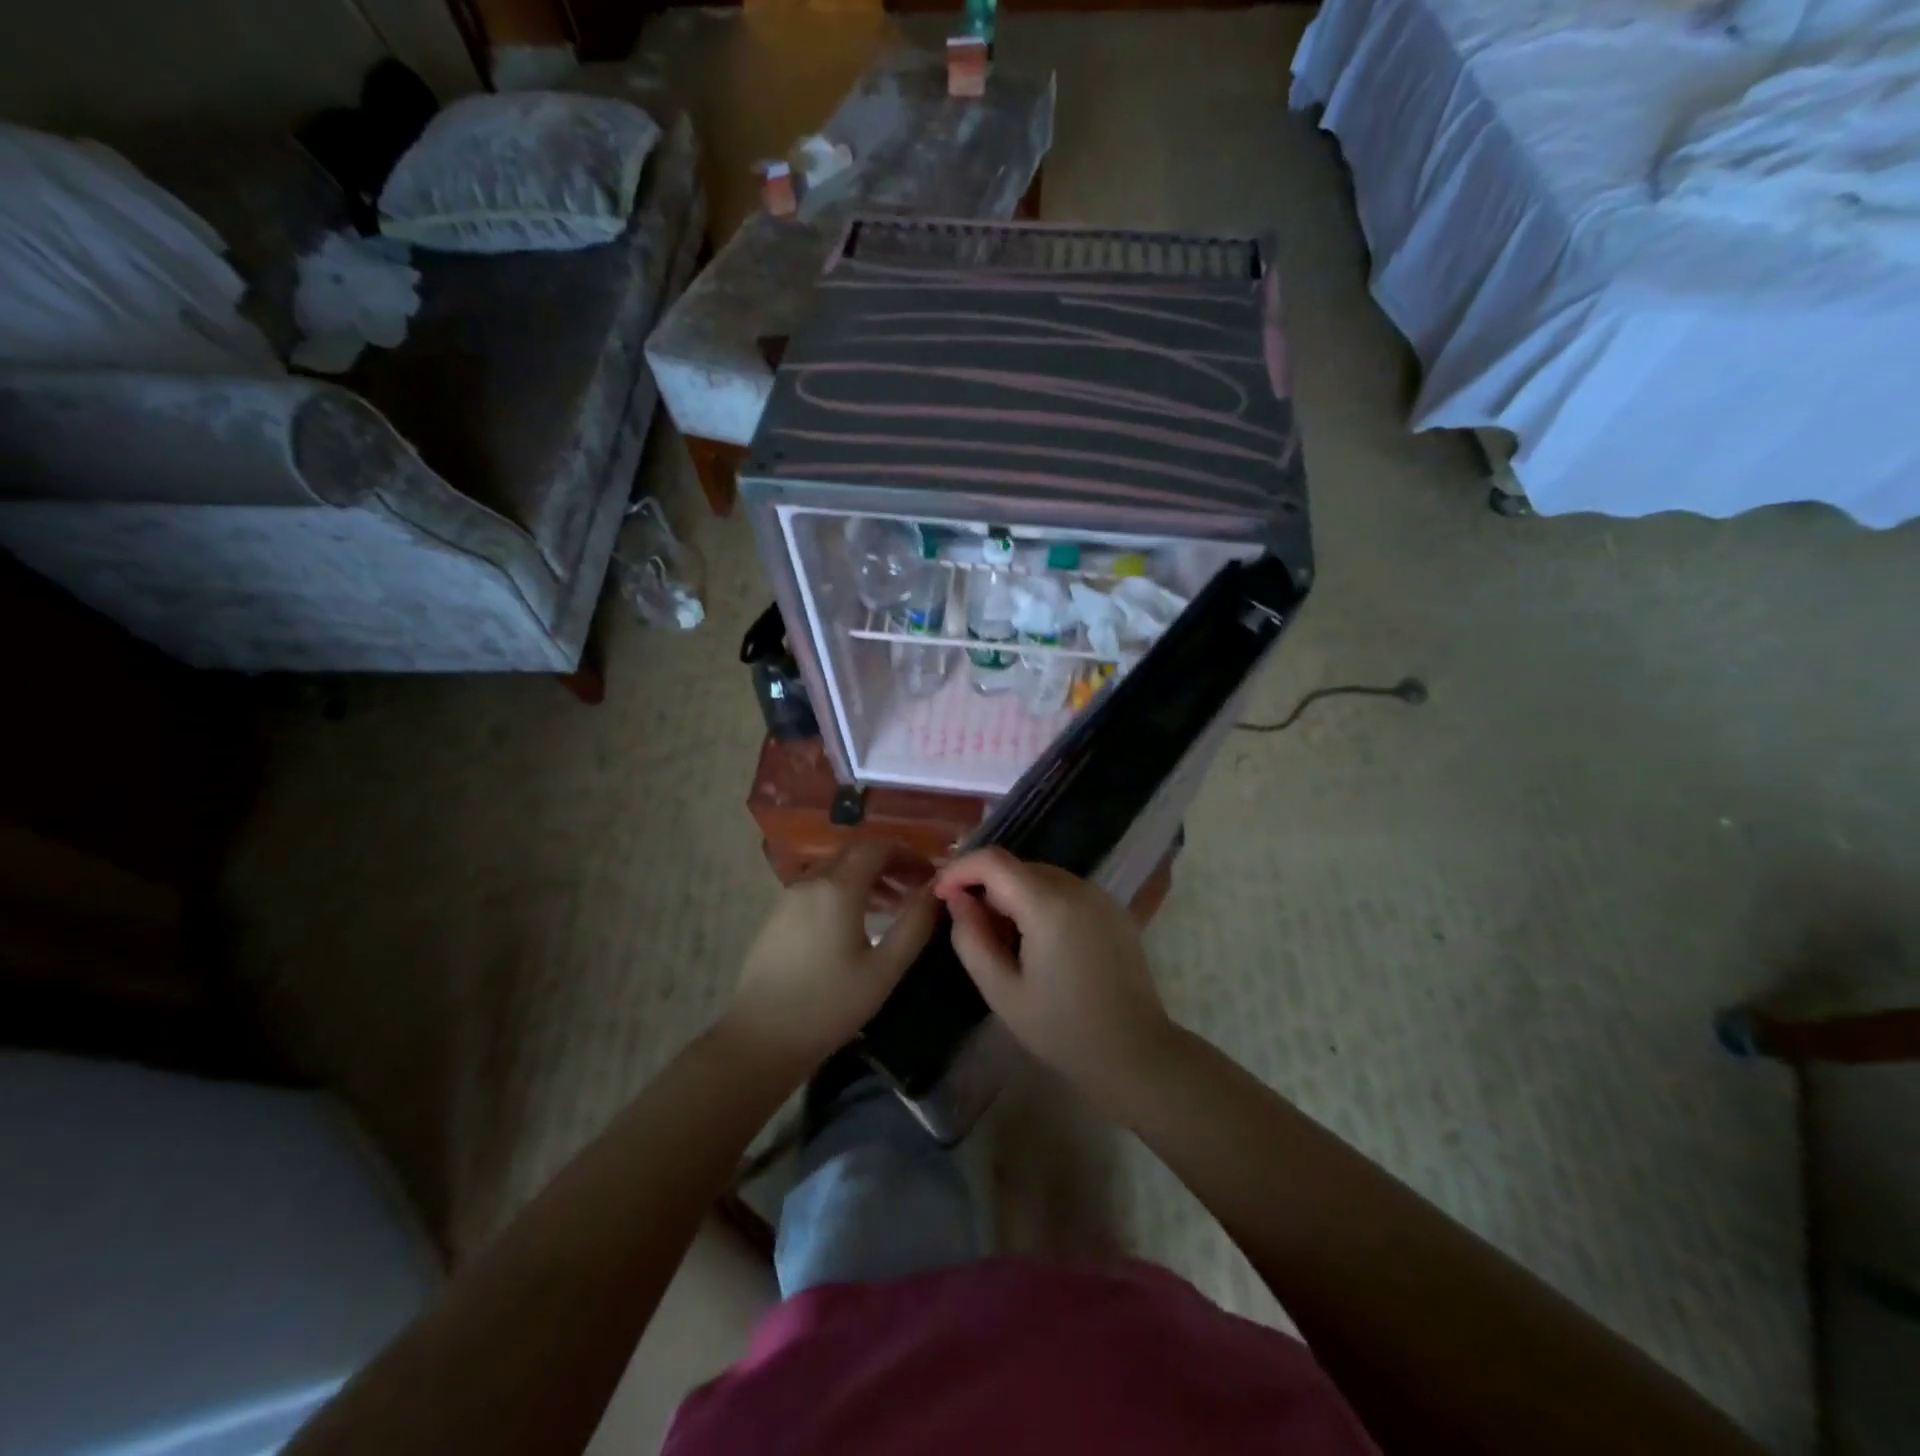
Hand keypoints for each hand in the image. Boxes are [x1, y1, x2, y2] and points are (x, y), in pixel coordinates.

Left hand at [724, 843, 937, 1084]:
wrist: (761, 1038)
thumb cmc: (829, 1005)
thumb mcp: (884, 969)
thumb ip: (915, 924)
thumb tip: (936, 891)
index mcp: (837, 887)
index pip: (878, 847)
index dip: (908, 856)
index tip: (930, 878)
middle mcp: (811, 881)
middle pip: (855, 854)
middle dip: (889, 864)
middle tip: (915, 890)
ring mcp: (789, 897)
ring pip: (836, 870)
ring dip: (867, 878)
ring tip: (893, 908)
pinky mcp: (778, 915)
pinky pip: (819, 887)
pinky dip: (845, 891)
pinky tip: (858, 923)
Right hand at [933, 848, 1174, 1112]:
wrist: (1135, 1053)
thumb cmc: (1062, 1029)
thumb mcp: (1002, 990)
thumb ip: (971, 938)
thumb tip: (957, 899)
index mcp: (1048, 904)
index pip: (993, 861)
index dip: (959, 870)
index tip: (940, 895)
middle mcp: (1076, 887)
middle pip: (1017, 866)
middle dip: (985, 885)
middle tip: (968, 924)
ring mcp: (1099, 895)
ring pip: (1040, 876)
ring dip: (1012, 894)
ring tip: (1001, 937)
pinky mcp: (1113, 908)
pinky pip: (1064, 890)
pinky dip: (1040, 901)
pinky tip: (1036, 940)